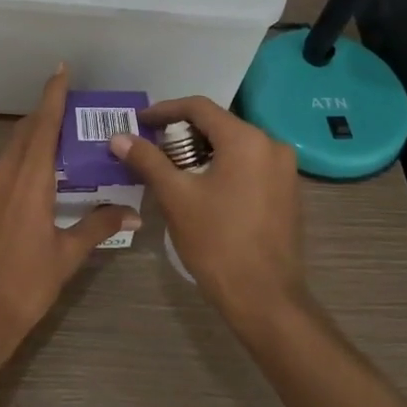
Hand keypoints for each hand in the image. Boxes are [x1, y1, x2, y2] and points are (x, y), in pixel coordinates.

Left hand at [0, 65, 135, 357]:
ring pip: (12, 147)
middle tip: (73, 105)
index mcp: (28, 180)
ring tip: (62, 135)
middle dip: (46, 112)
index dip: (52, 96)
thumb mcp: (66, 256)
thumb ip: (98, 226)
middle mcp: (3, 174)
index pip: (43, 126)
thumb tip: (132, 212)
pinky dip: (22, 156)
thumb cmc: (24, 285)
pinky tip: (39, 172)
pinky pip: (3, 165)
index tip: (61, 69)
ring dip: (34, 135)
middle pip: (25, 131)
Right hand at [110, 97, 305, 329]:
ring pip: (235, 146)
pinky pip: (250, 165)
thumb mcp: (175, 197)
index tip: (140, 121)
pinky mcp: (288, 192)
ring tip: (172, 168)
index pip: (199, 108)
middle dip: (182, 133)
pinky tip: (202, 186)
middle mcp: (271, 145)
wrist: (265, 298)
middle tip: (152, 148)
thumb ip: (147, 160)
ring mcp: (284, 170)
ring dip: (202, 151)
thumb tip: (118, 137)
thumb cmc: (217, 242)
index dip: (165, 110)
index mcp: (246, 140)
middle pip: (219, 125)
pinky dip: (223, 167)